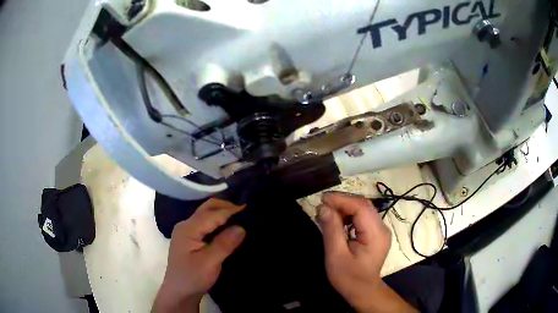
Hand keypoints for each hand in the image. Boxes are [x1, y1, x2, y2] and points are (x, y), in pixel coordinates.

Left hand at [153, 199, 245, 312]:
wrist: (179, 292)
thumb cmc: (192, 278)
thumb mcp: (209, 263)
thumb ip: (224, 244)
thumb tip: (241, 227)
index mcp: (188, 229)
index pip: (212, 214)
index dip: (231, 210)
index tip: (249, 208)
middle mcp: (186, 225)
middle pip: (207, 208)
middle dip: (226, 206)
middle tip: (246, 210)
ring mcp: (187, 231)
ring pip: (207, 214)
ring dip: (223, 212)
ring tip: (241, 216)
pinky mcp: (191, 238)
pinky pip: (206, 223)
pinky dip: (219, 221)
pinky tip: (229, 226)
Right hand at [317, 192, 416, 312]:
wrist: (362, 291)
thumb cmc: (349, 277)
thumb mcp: (336, 255)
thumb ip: (331, 230)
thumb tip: (323, 207)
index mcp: (376, 234)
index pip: (361, 207)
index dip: (341, 199)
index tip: (322, 199)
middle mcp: (382, 228)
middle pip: (363, 205)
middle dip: (342, 201)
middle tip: (322, 204)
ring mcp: (380, 230)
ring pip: (363, 209)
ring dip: (344, 207)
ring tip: (327, 212)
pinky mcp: (375, 233)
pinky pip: (362, 217)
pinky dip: (349, 215)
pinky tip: (337, 220)